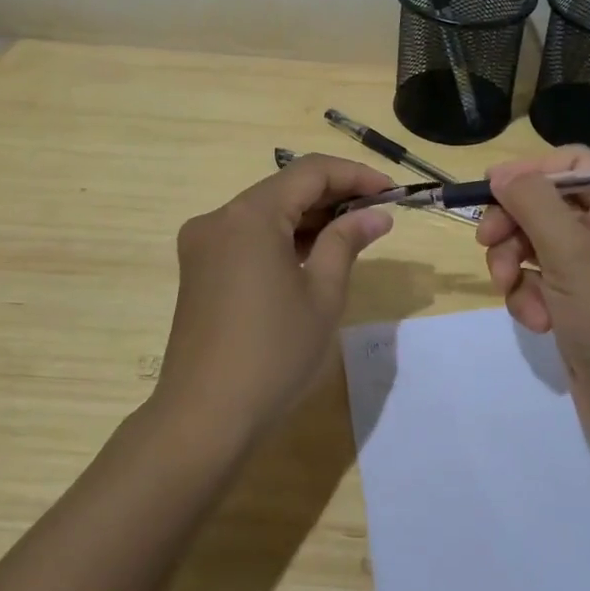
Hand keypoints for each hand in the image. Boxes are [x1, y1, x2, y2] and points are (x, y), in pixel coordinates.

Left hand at [157, 153, 395, 449]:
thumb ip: (346, 242)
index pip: (310, 172)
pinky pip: (248, 236)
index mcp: (250, 216)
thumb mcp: (322, 294)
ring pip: (266, 212)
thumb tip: (376, 215)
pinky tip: (313, 254)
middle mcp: (220, 218)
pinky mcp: (199, 269)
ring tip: (353, 234)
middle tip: (377, 214)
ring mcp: (203, 244)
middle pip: (284, 188)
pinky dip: (282, 237)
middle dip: (333, 195)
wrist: (204, 418)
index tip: (391, 192)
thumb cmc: (273, 354)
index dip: (354, 175)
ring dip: (308, 217)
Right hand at [477, 146, 589, 454]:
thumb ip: (533, 204)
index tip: (492, 189)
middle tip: (486, 244)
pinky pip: (539, 282)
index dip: (531, 172)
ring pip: (534, 246)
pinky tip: (538, 322)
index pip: (573, 166)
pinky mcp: (577, 305)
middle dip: (513, 226)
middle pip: (545, 206)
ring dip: (515, 267)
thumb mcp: (572, 254)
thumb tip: (501, 172)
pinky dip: (529, 298)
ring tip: (514, 293)